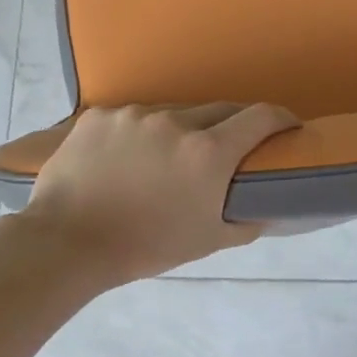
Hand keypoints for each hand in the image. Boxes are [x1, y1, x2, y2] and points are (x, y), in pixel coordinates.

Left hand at [16, 102, 299, 285]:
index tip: (287, 127)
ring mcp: (134, 115)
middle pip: (219, 110)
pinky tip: (129, 158)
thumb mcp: (207, 241)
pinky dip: (141, 134)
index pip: (260, 117)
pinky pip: (133, 118)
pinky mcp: (99, 116)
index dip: (281, 118)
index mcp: (208, 152)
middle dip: (233, 125)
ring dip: (183, 129)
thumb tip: (266, 209)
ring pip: (173, 113)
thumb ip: (246, 221)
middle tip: (230, 147)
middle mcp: (176, 123)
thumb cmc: (146, 247)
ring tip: (169, 158)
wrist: (69, 242)